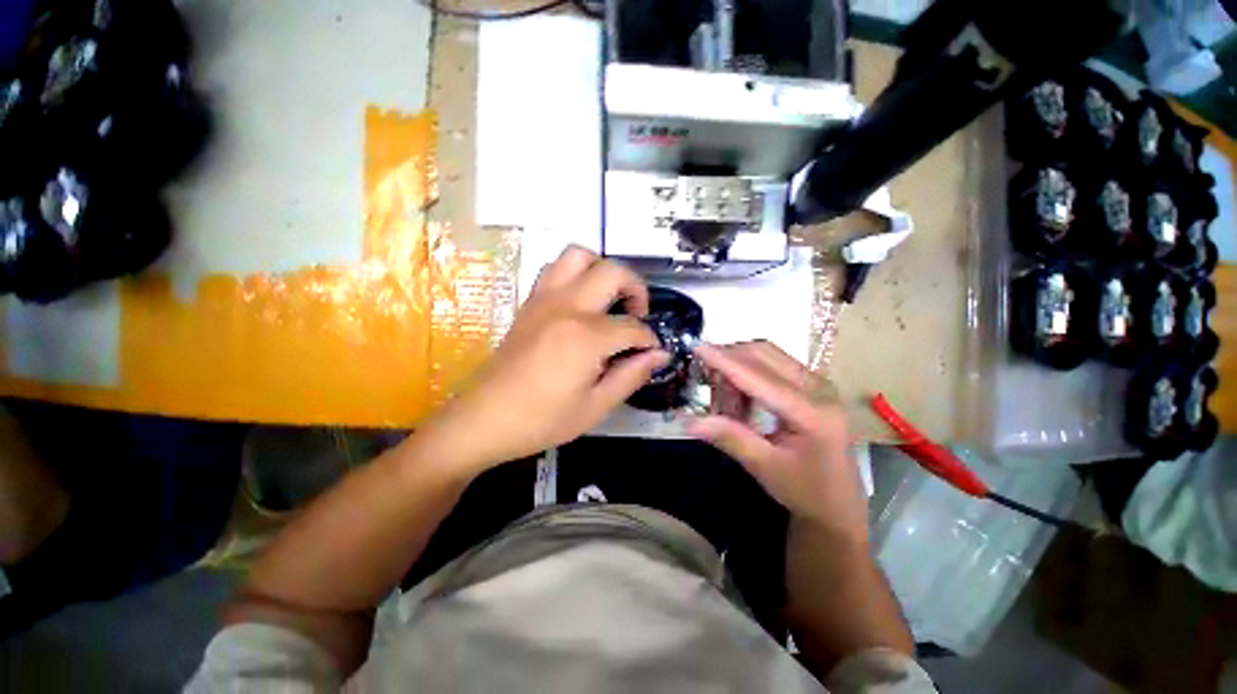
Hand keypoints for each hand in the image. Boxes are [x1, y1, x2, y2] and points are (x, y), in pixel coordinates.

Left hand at [421, 246, 667, 476]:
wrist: (485, 419)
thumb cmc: (542, 420)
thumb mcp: (596, 407)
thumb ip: (632, 375)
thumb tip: (660, 355)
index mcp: (586, 337)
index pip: (633, 327)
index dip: (649, 340)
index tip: (653, 352)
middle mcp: (567, 307)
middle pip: (613, 272)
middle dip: (636, 289)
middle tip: (638, 315)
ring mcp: (544, 299)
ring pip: (579, 256)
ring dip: (602, 270)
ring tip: (609, 299)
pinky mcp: (529, 302)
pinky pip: (555, 269)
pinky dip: (576, 274)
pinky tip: (581, 303)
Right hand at [687, 341, 866, 540]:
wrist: (839, 504)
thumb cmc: (804, 490)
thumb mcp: (763, 467)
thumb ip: (728, 437)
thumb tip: (688, 421)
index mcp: (811, 412)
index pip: (758, 377)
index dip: (724, 361)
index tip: (697, 347)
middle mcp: (818, 388)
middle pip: (764, 354)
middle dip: (729, 358)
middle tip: (703, 374)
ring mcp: (818, 383)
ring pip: (768, 354)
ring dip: (738, 364)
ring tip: (722, 393)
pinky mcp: (813, 384)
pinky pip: (774, 363)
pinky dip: (750, 370)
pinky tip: (740, 394)